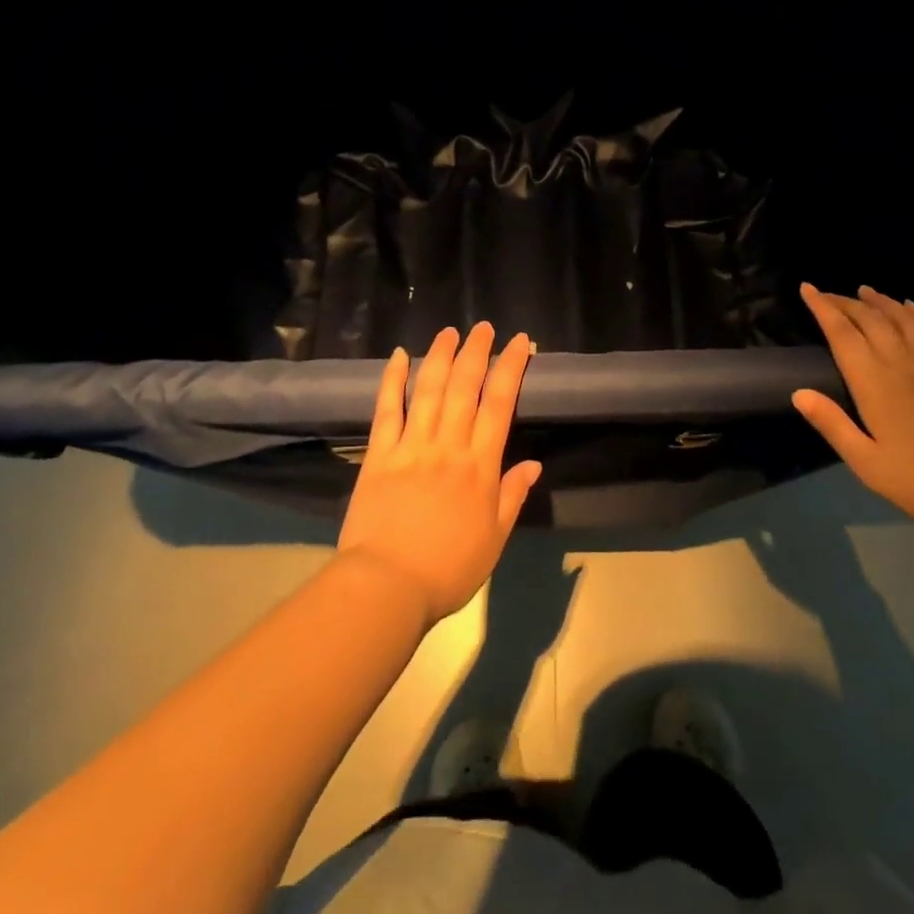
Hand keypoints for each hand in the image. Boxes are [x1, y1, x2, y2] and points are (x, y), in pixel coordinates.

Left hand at [336, 323, 542, 624]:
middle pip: (464, 386)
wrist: (387, 586)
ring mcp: (411, 445)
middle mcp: (448, 445)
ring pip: (429, 389)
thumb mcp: (494, 538)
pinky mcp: (379, 454)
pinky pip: (387, 410)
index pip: (499, 403)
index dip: (511, 368)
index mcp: (480, 465)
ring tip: (449, 332)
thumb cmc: (448, 568)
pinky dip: (392, 380)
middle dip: (477, 352)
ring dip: (441, 356)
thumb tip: (534, 464)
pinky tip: (399, 356)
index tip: (520, 343)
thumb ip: (512, 496)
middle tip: (484, 327)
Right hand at [791, 283, 913, 540]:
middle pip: (871, 320)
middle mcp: (904, 363)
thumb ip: (833, 425)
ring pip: (904, 319)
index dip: (823, 308)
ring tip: (865, 290)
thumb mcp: (868, 464)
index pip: (842, 334)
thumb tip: (798, 392)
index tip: (807, 288)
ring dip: (881, 302)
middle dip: (846, 302)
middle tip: (827, 293)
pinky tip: (913, 308)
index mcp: (875, 384)